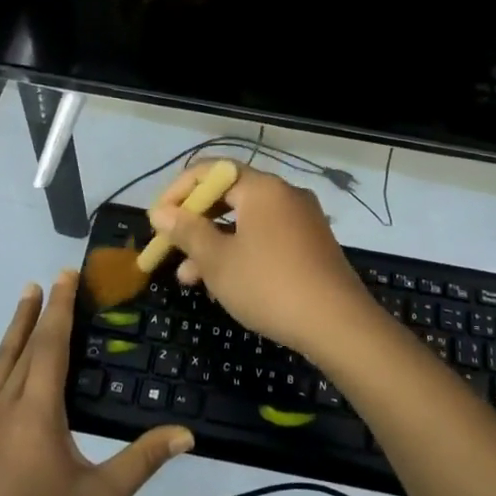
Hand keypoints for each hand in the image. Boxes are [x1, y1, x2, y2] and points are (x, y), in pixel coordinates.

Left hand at [0, 272, 194, 495]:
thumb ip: (142, 461)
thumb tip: (187, 434)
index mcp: (39, 411)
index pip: (53, 345)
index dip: (62, 308)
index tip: (67, 275)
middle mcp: (5, 403)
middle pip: (26, 345)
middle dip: (41, 310)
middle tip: (51, 278)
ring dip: (12, 325)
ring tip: (25, 295)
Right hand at [149, 165, 375, 357]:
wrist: (337, 324)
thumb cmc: (269, 285)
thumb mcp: (218, 260)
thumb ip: (187, 232)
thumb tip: (160, 212)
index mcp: (262, 188)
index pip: (212, 171)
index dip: (179, 191)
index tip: (157, 220)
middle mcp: (284, 194)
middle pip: (229, 196)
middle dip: (195, 223)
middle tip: (169, 248)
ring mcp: (302, 220)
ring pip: (246, 222)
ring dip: (214, 244)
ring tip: (188, 278)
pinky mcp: (311, 245)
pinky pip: (266, 237)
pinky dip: (240, 252)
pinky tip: (222, 284)